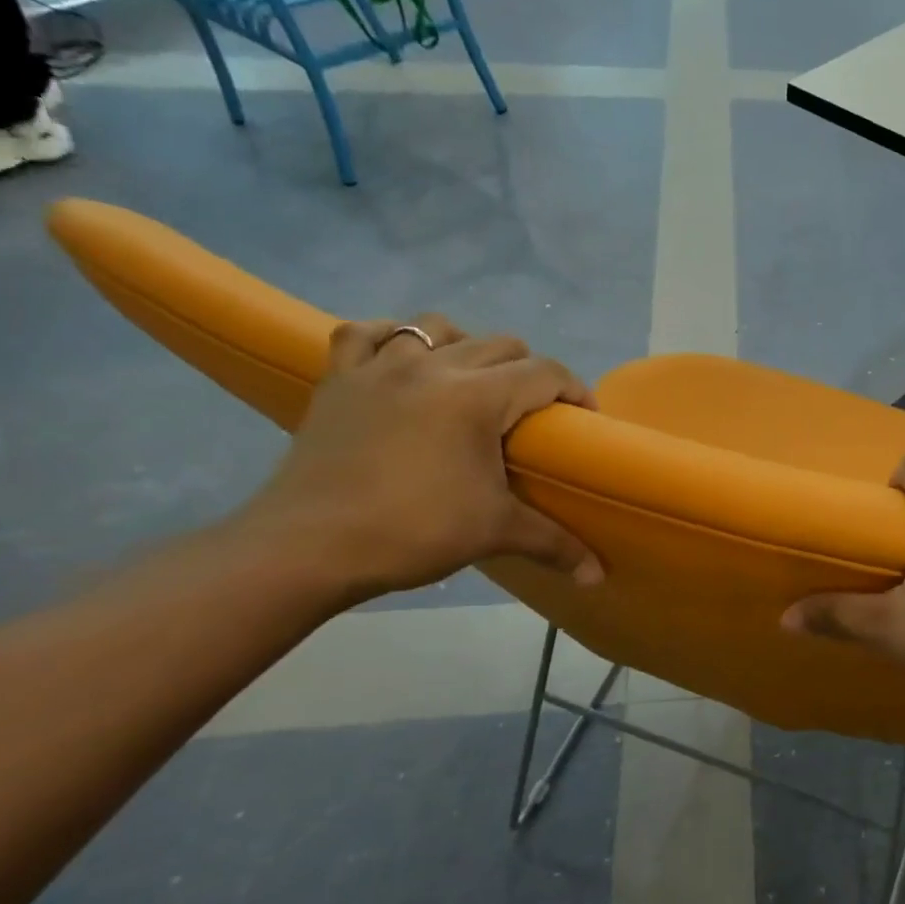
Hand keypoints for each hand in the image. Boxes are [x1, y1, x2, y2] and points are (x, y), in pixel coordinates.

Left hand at [236, 315, 600, 602]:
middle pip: (500, 345)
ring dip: (465, 347)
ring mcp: (379, 369)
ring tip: (470, 382)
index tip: (582, 420)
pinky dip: (391, 339)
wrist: (307, 547)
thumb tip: (597, 576)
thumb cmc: (413, 531)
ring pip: (436, 327)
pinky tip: (401, 361)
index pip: (544, 373)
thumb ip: (555, 544)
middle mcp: (432, 368)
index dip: (575, 390)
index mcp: (476, 397)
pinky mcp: (338, 381)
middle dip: (529, 372)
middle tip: (532, 414)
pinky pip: (365, 334)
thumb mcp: (495, 533)